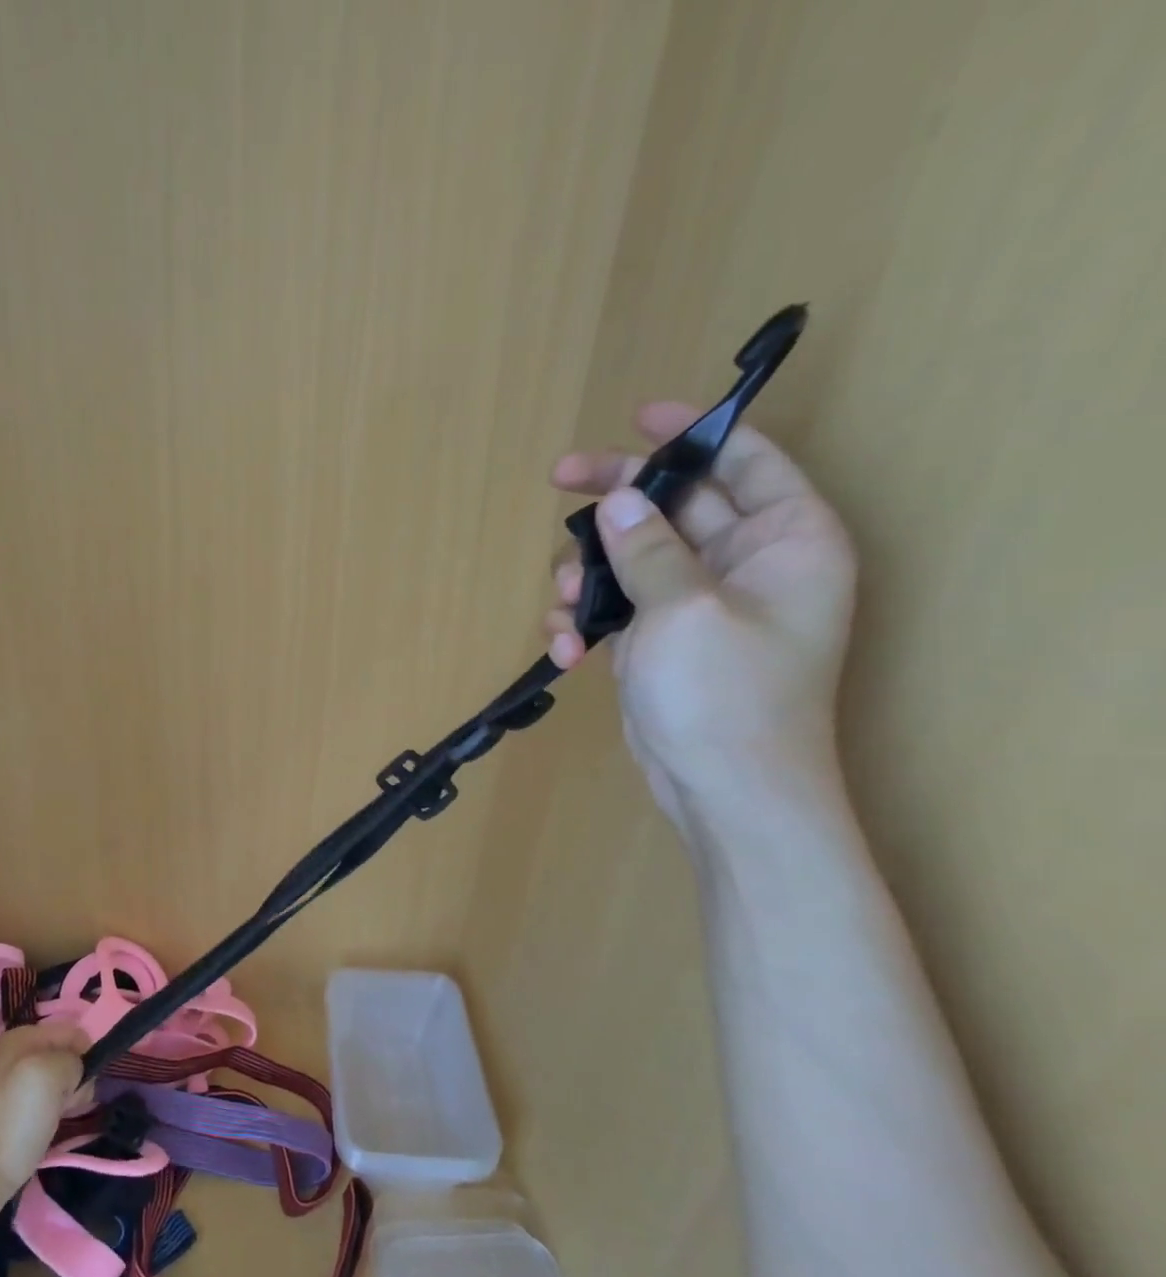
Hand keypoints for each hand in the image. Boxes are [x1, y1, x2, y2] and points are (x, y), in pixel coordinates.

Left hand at [0, 1021, 87, 1228]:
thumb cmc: (13, 1119)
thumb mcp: (49, 1073)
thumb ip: (72, 1060)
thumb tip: (75, 1073)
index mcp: (22, 1036)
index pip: (73, 1033)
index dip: (85, 1056)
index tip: (80, 1085)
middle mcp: (17, 1055)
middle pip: (67, 1057)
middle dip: (76, 1079)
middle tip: (66, 1105)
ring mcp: (15, 1085)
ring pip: (61, 1082)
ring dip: (68, 1099)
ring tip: (57, 1119)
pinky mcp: (16, 1113)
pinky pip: (50, 1102)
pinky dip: (56, 1114)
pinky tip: (50, 1129)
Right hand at [544, 402, 856, 827]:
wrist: (724, 792)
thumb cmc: (726, 695)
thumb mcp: (684, 609)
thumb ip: (648, 548)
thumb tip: (614, 502)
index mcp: (785, 538)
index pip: (745, 460)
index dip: (694, 432)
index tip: (637, 417)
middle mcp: (744, 564)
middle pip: (670, 506)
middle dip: (611, 504)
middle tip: (558, 482)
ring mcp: (695, 605)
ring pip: (629, 559)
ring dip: (586, 577)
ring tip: (565, 609)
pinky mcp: (658, 642)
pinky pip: (615, 608)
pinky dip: (585, 622)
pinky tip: (567, 651)